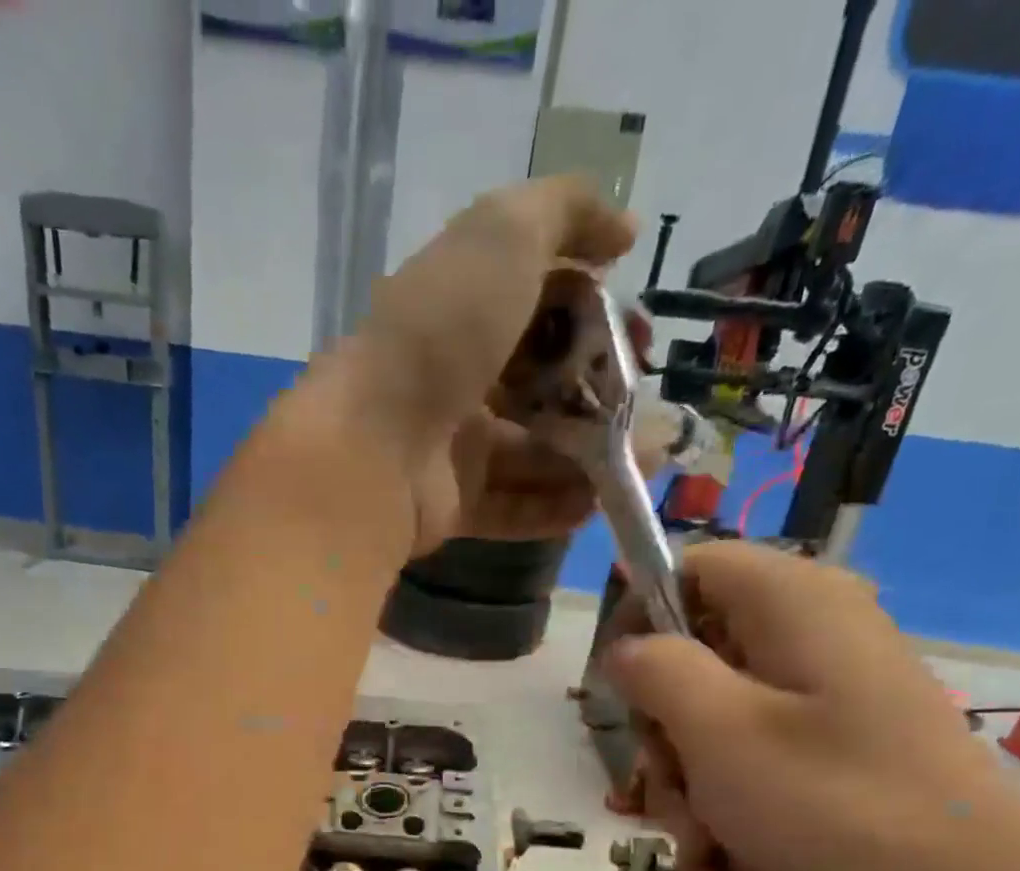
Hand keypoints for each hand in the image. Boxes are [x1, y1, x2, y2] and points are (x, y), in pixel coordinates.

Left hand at [328, 176, 638, 557]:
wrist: (373, 443)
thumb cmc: (440, 333)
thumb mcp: (502, 237)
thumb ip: (564, 212)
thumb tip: (621, 229)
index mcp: (462, 311)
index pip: (540, 309)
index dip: (594, 317)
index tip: (640, 334)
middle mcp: (456, 379)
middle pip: (541, 387)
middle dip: (601, 395)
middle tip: (646, 409)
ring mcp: (450, 448)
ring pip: (532, 453)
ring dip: (590, 458)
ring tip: (642, 464)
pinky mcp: (450, 507)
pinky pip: (511, 508)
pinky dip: (553, 507)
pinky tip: (595, 504)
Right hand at [602, 542, 1019, 870]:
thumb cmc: (830, 802)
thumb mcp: (715, 728)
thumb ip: (655, 669)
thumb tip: (626, 649)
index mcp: (792, 602)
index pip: (690, 566)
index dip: (639, 615)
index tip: (618, 686)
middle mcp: (812, 636)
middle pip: (695, 655)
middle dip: (663, 733)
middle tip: (666, 789)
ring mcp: (828, 699)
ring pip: (715, 720)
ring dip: (687, 788)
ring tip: (700, 853)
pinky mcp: (838, 752)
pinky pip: (754, 760)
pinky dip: (726, 811)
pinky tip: (721, 870)